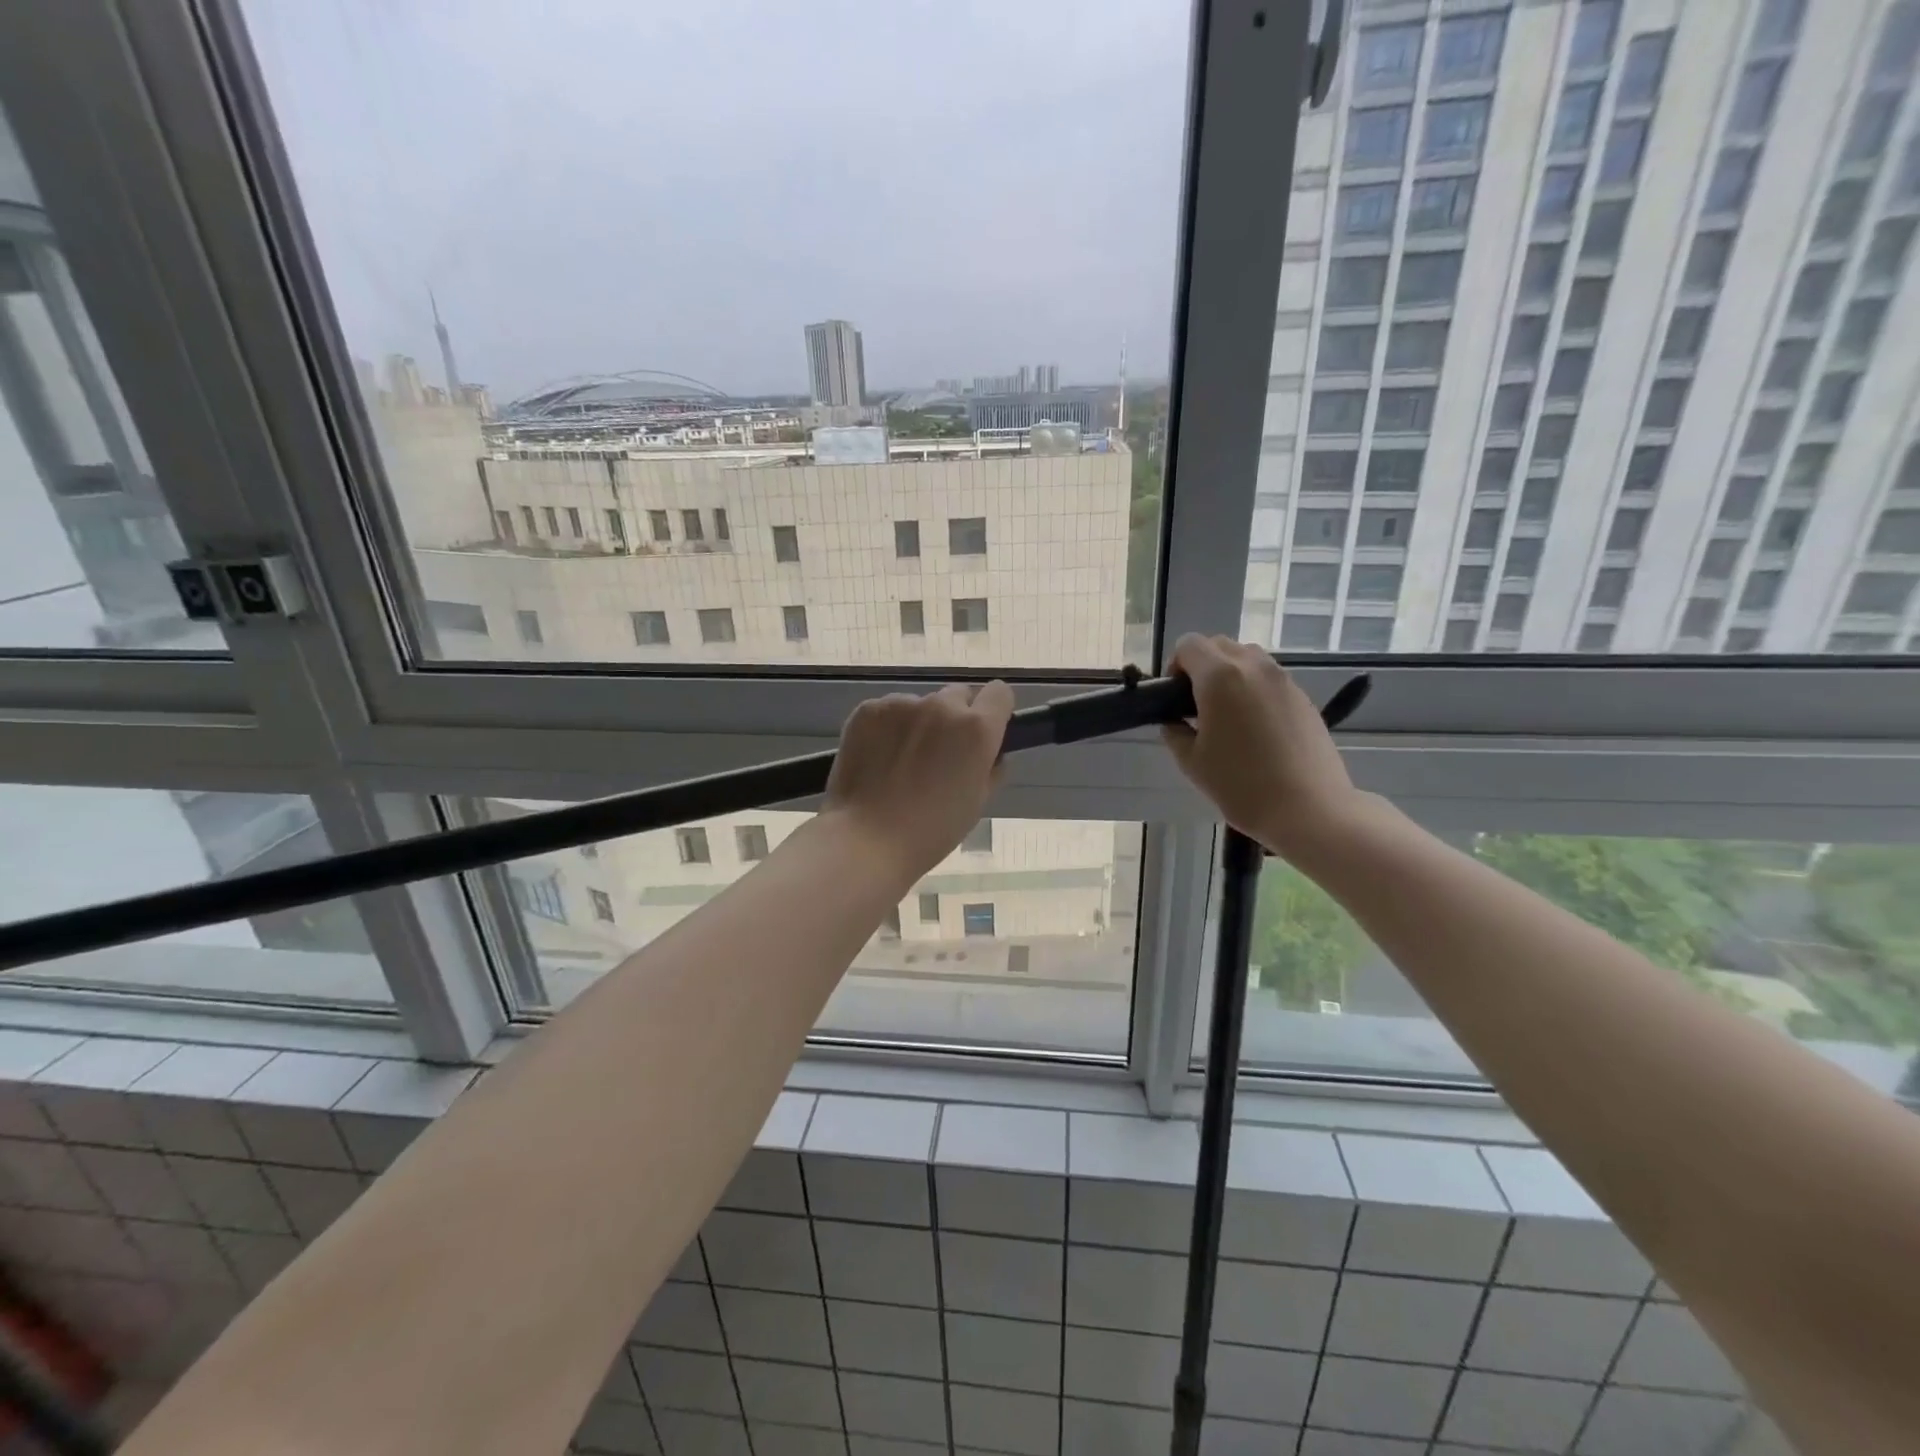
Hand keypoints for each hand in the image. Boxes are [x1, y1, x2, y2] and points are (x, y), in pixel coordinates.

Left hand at [824, 681, 1014, 880]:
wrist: (867, 838)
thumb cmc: (931, 830)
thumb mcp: (977, 802)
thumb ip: (990, 767)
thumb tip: (990, 753)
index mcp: (976, 728)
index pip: (999, 693)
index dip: (994, 710)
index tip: (985, 730)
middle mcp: (942, 706)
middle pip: (958, 695)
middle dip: (956, 717)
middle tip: (941, 752)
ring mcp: (902, 704)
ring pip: (921, 704)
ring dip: (919, 723)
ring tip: (902, 761)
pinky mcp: (868, 709)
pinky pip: (888, 711)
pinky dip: (888, 728)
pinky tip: (878, 759)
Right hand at [1161, 635, 1359, 856]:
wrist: (1308, 808)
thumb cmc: (1241, 785)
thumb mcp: (1192, 762)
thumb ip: (1175, 732)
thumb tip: (1175, 721)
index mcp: (1219, 677)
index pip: (1189, 645)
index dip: (1175, 666)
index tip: (1176, 698)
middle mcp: (1252, 667)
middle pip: (1219, 645)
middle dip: (1202, 666)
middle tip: (1197, 706)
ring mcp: (1282, 679)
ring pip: (1247, 658)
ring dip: (1230, 674)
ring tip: (1228, 715)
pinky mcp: (1302, 696)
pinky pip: (1269, 678)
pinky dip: (1254, 689)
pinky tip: (1255, 728)